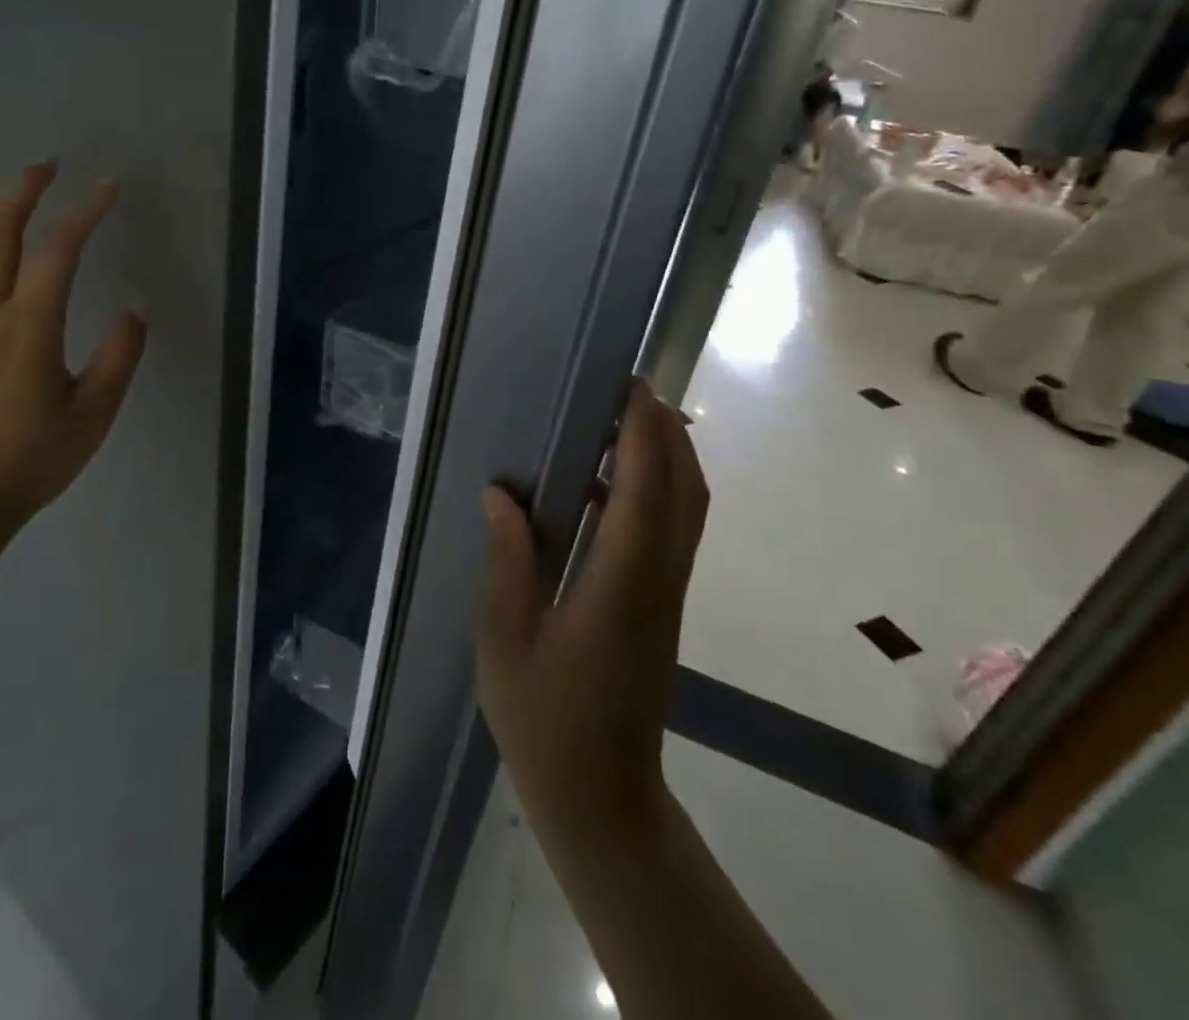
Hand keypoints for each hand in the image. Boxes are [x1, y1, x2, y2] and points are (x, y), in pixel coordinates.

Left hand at [0, 164, 147, 539]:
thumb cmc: (30, 461)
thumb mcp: (93, 416)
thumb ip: (119, 357)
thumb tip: (136, 309)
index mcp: (27, 328)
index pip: (59, 250)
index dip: (85, 212)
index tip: (107, 188)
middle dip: (24, 188)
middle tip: (48, 166)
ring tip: (13, 199)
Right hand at [477, 382, 708, 852]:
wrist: (603, 799)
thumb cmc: (544, 723)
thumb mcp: (505, 642)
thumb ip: (506, 563)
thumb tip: (500, 495)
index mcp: (618, 591)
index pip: (645, 498)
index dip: (644, 438)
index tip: (631, 389)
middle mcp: (657, 585)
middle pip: (685, 495)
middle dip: (667, 434)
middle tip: (630, 388)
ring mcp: (667, 598)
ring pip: (689, 512)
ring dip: (670, 458)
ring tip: (627, 419)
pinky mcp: (663, 608)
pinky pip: (675, 532)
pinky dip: (661, 490)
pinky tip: (617, 481)